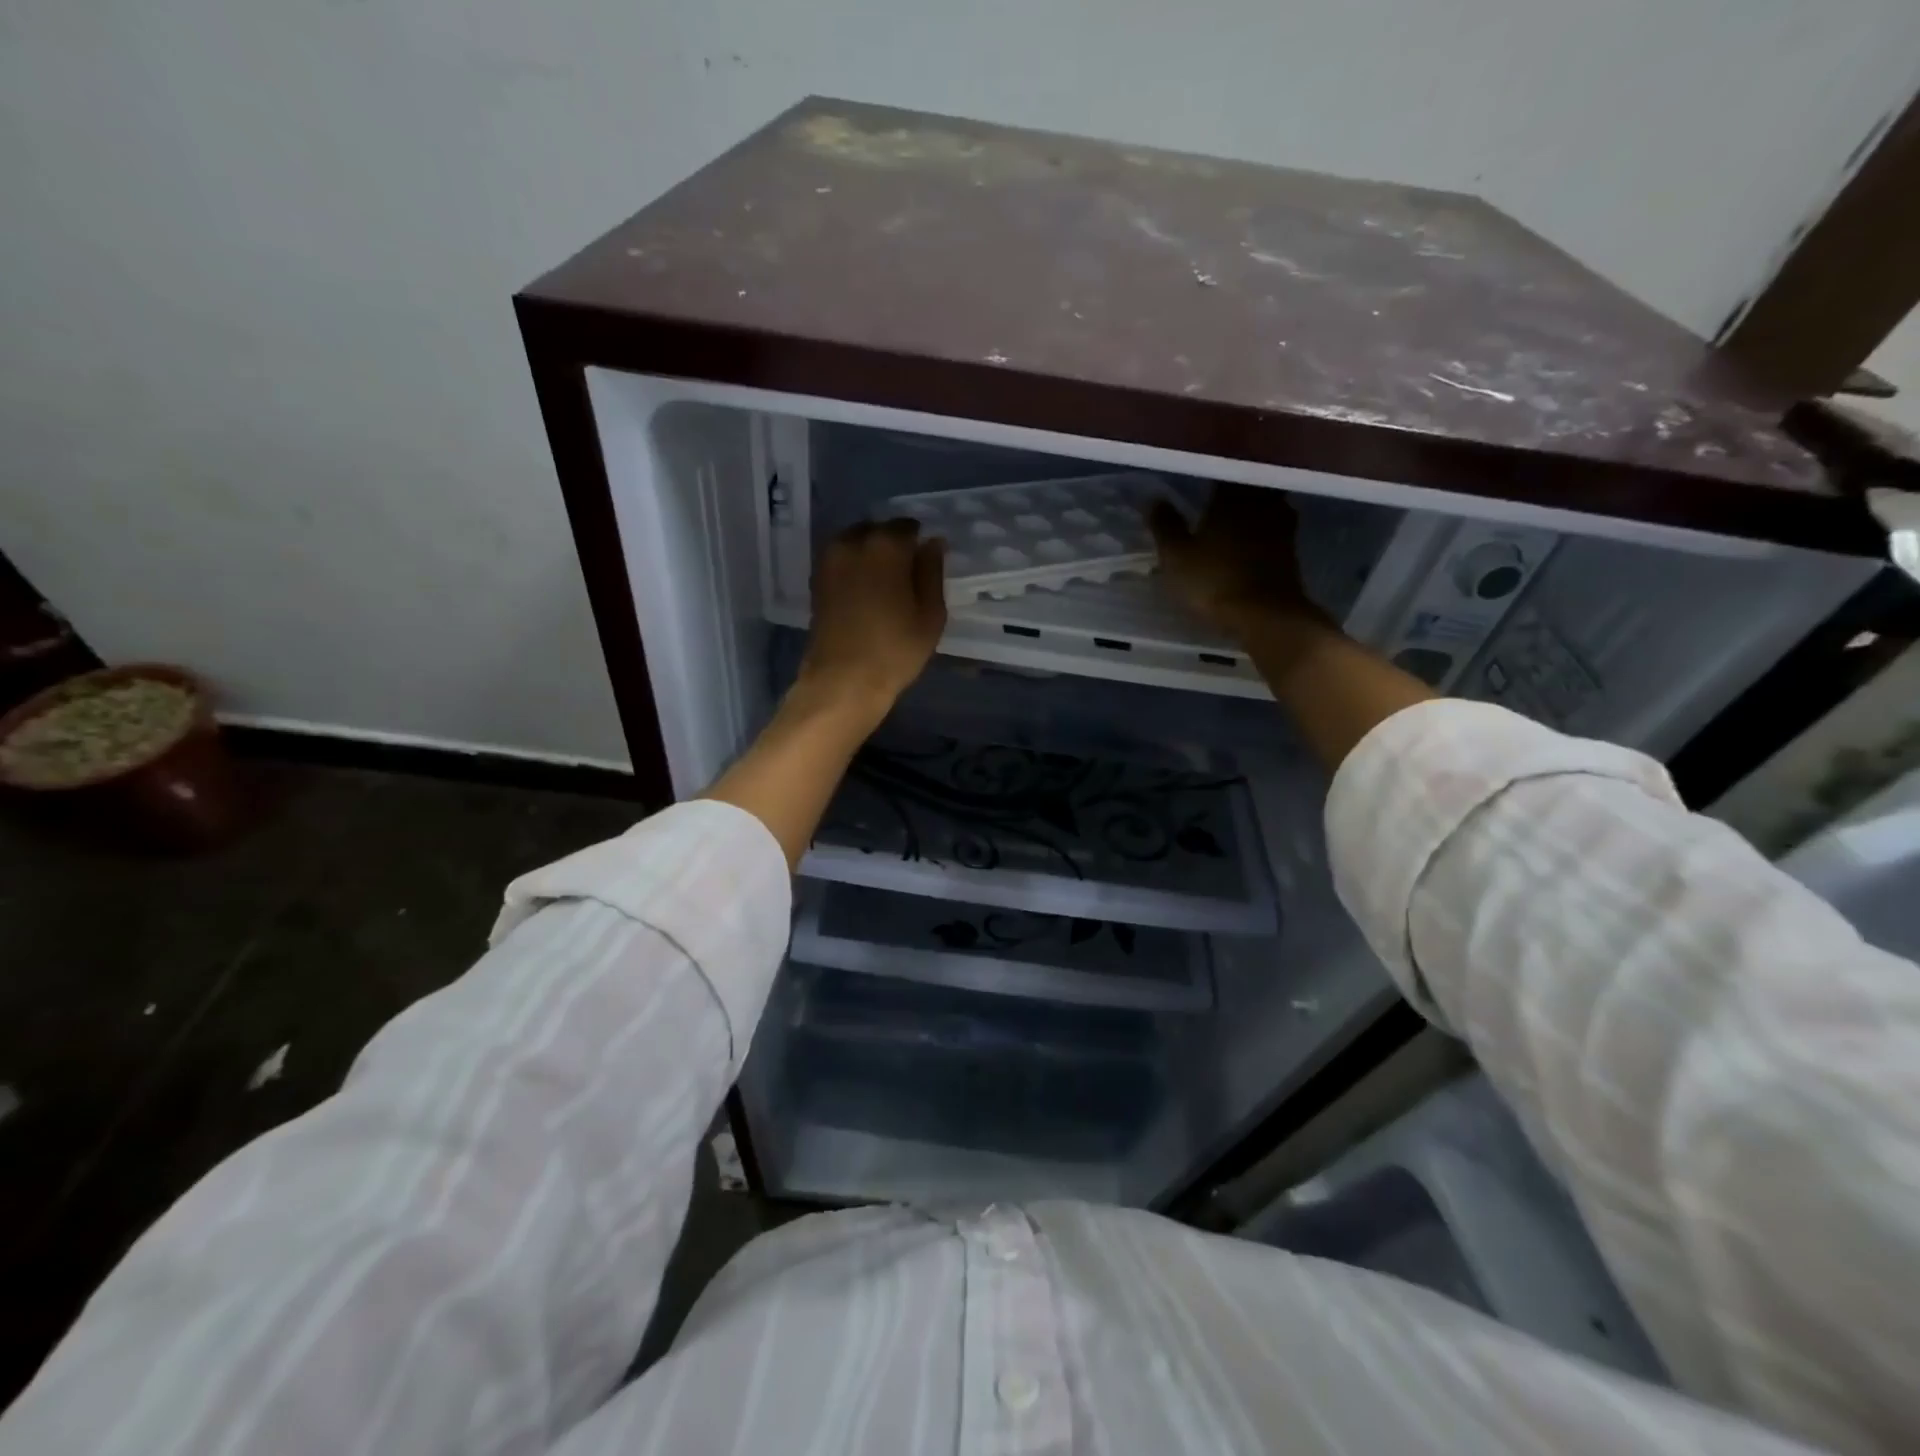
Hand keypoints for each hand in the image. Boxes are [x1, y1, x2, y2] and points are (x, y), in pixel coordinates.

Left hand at [797, 518, 947, 718]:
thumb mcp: (931, 614)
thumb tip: (932, 543)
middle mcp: (853, 541)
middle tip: (906, 574)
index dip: (919, 542)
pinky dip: (854, 569)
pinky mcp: (817, 580)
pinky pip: (842, 561)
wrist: (842, 680)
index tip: (925, 563)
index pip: (908, 526)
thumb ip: (932, 571)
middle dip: (893, 545)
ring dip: (871, 556)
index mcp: (886, 544)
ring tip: (885, 585)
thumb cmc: (895, 649)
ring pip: (856, 543)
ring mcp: (830, 560)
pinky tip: (865, 593)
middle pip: (878, 531)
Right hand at [1147, 486, 1326, 632]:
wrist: (1266, 614)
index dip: (1210, 473)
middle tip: (1216, 493)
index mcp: (1230, 497)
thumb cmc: (1214, 581)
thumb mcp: (1176, 557)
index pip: (1222, 471)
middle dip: (1234, 487)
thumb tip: (1153, 498)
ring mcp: (1281, 524)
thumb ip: (1166, 525)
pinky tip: (1252, 536)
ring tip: (1234, 512)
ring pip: (1266, 503)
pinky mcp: (1291, 548)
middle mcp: (1260, 502)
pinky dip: (1263, 527)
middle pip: (1248, 485)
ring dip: (1252, 505)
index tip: (1198, 475)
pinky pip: (1275, 526)